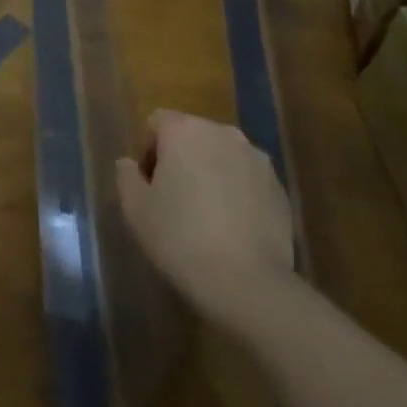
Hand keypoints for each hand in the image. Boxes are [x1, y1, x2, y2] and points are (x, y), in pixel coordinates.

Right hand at [116, 110, 293, 325]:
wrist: (248, 283)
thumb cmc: (180, 238)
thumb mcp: (136, 210)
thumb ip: (126, 177)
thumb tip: (128, 163)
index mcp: (184, 130)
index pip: (157, 122)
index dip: (148, 151)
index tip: (149, 186)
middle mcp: (223, 133)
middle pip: (192, 135)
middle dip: (181, 159)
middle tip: (174, 200)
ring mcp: (256, 159)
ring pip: (223, 156)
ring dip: (211, 173)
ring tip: (206, 215)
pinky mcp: (279, 188)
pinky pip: (247, 179)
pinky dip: (237, 193)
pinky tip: (232, 228)